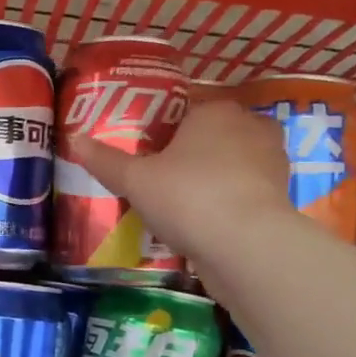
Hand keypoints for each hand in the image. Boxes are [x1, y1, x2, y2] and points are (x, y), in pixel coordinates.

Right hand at [70, 100, 304, 282]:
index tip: (146, 157)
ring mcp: (272, 162)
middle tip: (160, 182)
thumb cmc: (187, 197)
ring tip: (181, 206)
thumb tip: (74, 139)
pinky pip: (244, 193)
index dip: (163, 133)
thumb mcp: (136, 180)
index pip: (185, 112)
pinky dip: (228, 204)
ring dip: (212, 181)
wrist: (247, 246)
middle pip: (211, 137)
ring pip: (231, 165)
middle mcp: (250, 127)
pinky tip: (206, 224)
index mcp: (215, 111)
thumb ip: (105, 160)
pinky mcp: (281, 197)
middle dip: (191, 156)